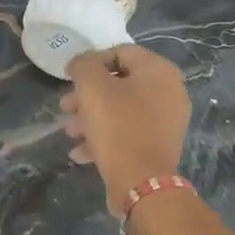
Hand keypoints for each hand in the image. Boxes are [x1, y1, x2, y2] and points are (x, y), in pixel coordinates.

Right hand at [62, 44, 190, 214]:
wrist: (141, 182)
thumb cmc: (117, 125)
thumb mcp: (92, 87)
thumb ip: (83, 65)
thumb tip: (80, 63)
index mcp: (159, 71)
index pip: (119, 52)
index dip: (91, 63)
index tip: (70, 79)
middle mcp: (169, 92)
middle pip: (119, 84)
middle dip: (87, 96)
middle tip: (66, 107)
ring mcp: (166, 121)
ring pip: (120, 110)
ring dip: (91, 118)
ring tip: (70, 133)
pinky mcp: (159, 146)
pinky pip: (128, 132)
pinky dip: (105, 137)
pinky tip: (81, 152)